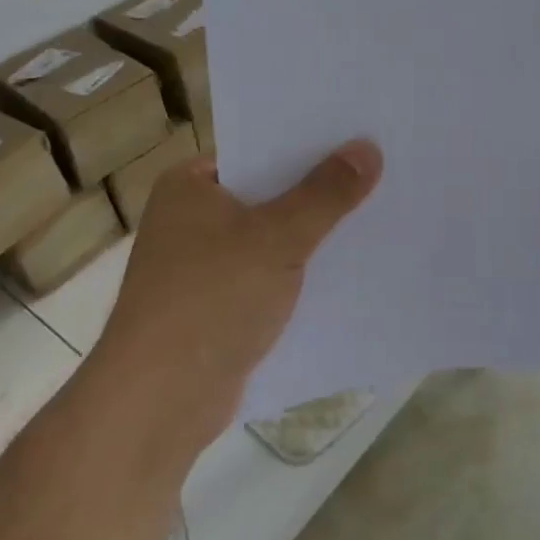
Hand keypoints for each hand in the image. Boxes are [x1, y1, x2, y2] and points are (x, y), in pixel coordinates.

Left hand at [92, 140, 383, 458]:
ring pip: (269, 240)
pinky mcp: (215, 309)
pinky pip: (266, 279)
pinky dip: (298, 276)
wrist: (159, 402)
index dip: (306, 145)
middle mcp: (189, 220)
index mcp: (188, 186)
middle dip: (317, 193)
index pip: (256, 150)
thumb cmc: (211, 299)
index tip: (357, 138)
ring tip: (375, 219)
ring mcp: (200, 268)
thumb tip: (368, 148)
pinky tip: (345, 275)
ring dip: (311, 238)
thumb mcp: (278, 237)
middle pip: (266, 195)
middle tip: (379, 175)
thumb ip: (325, 193)